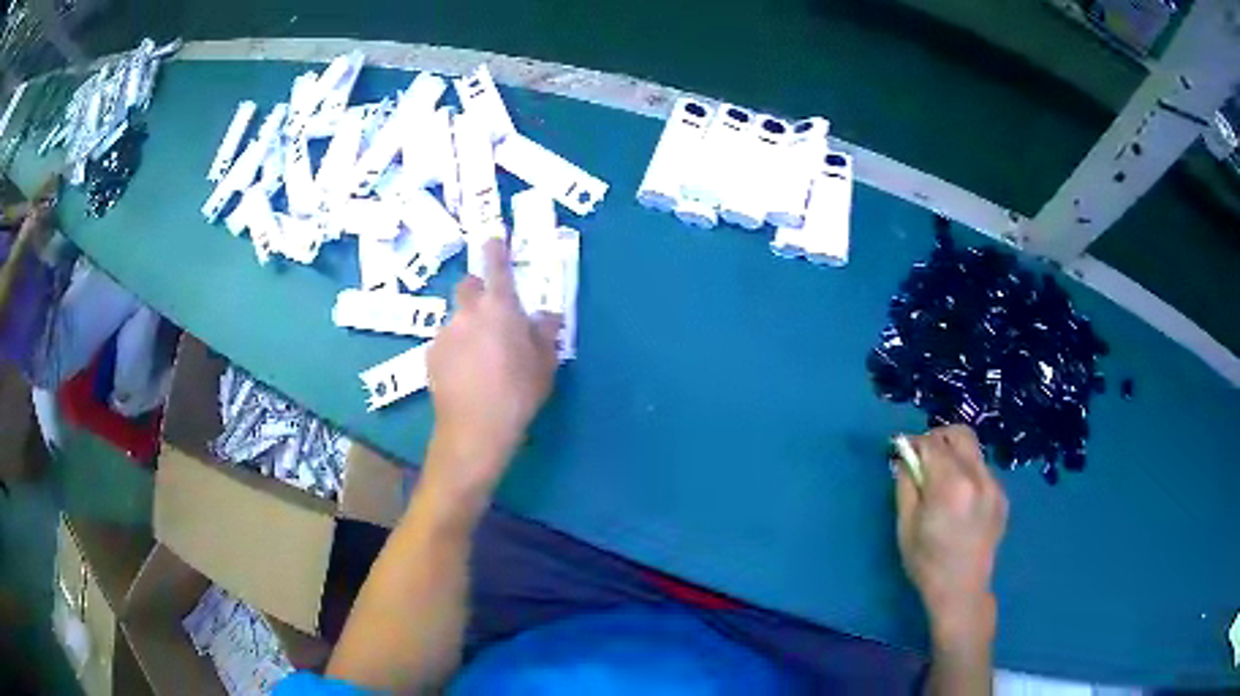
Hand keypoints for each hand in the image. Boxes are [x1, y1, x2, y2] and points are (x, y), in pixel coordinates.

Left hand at [424, 239, 561, 507]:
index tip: (494, 236)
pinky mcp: (430, 356)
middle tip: (494, 315)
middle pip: (468, 286)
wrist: (475, 430)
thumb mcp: (544, 364)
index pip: (496, 267)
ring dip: (468, 326)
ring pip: (457, 318)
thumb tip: (544, 315)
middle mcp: (467, 313)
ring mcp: (444, 334)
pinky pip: (446, 342)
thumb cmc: (517, 393)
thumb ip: (544, 333)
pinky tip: (466, 374)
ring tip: (481, 358)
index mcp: (499, 309)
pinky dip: (456, 349)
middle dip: (479, 291)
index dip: (496, 249)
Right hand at [895, 425, 1007, 647]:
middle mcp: (977, 476)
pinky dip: (968, 474)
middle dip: (939, 437)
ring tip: (943, 482)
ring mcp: (994, 485)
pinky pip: (983, 471)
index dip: (914, 442)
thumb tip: (905, 459)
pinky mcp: (1002, 497)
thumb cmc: (926, 562)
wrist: (962, 590)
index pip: (932, 443)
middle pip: (960, 434)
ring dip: (955, 456)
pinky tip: (960, 500)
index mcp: (950, 484)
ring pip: (973, 452)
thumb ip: (905, 485)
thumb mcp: (905, 525)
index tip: (903, 450)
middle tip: (924, 456)